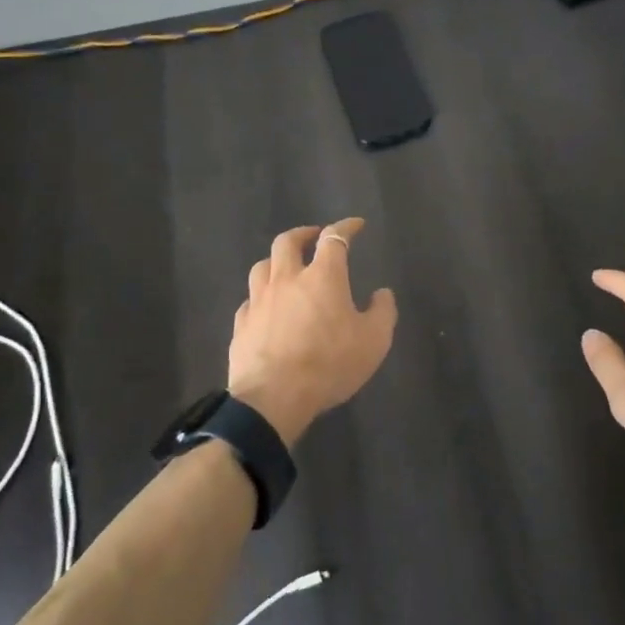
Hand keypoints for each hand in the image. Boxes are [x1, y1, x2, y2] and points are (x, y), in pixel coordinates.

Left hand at [227, 217, 397, 446]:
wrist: (274, 398)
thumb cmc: (329, 364)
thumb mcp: (374, 341)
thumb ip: (382, 312)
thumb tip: (382, 293)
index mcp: (322, 276)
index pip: (334, 238)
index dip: (346, 227)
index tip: (356, 225)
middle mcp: (287, 279)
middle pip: (288, 242)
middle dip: (303, 234)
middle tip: (313, 237)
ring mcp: (259, 301)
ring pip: (262, 266)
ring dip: (276, 261)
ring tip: (286, 268)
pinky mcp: (241, 325)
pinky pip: (249, 301)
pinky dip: (260, 297)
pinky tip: (266, 307)